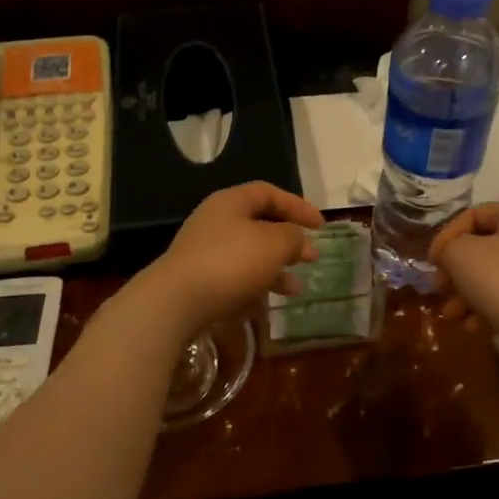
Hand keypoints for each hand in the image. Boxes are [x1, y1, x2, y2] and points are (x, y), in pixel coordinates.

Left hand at [135, 183, 323, 338]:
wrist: (177, 301)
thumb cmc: (231, 262)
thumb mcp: (274, 244)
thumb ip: (293, 237)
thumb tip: (297, 239)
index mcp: (231, 202)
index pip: (269, 193)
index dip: (297, 206)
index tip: (321, 225)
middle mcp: (215, 222)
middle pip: (258, 225)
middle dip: (288, 242)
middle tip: (311, 257)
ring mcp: (203, 252)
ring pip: (248, 255)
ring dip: (275, 269)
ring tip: (296, 289)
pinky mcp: (198, 281)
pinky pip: (234, 278)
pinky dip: (254, 287)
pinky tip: (267, 305)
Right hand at [430, 202, 498, 357]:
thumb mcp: (460, 255)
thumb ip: (447, 247)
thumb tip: (450, 256)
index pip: (474, 215)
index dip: (446, 236)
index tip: (431, 263)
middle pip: (486, 246)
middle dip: (457, 270)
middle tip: (440, 290)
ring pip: (498, 272)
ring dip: (469, 291)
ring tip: (453, 315)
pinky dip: (491, 303)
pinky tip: (474, 324)